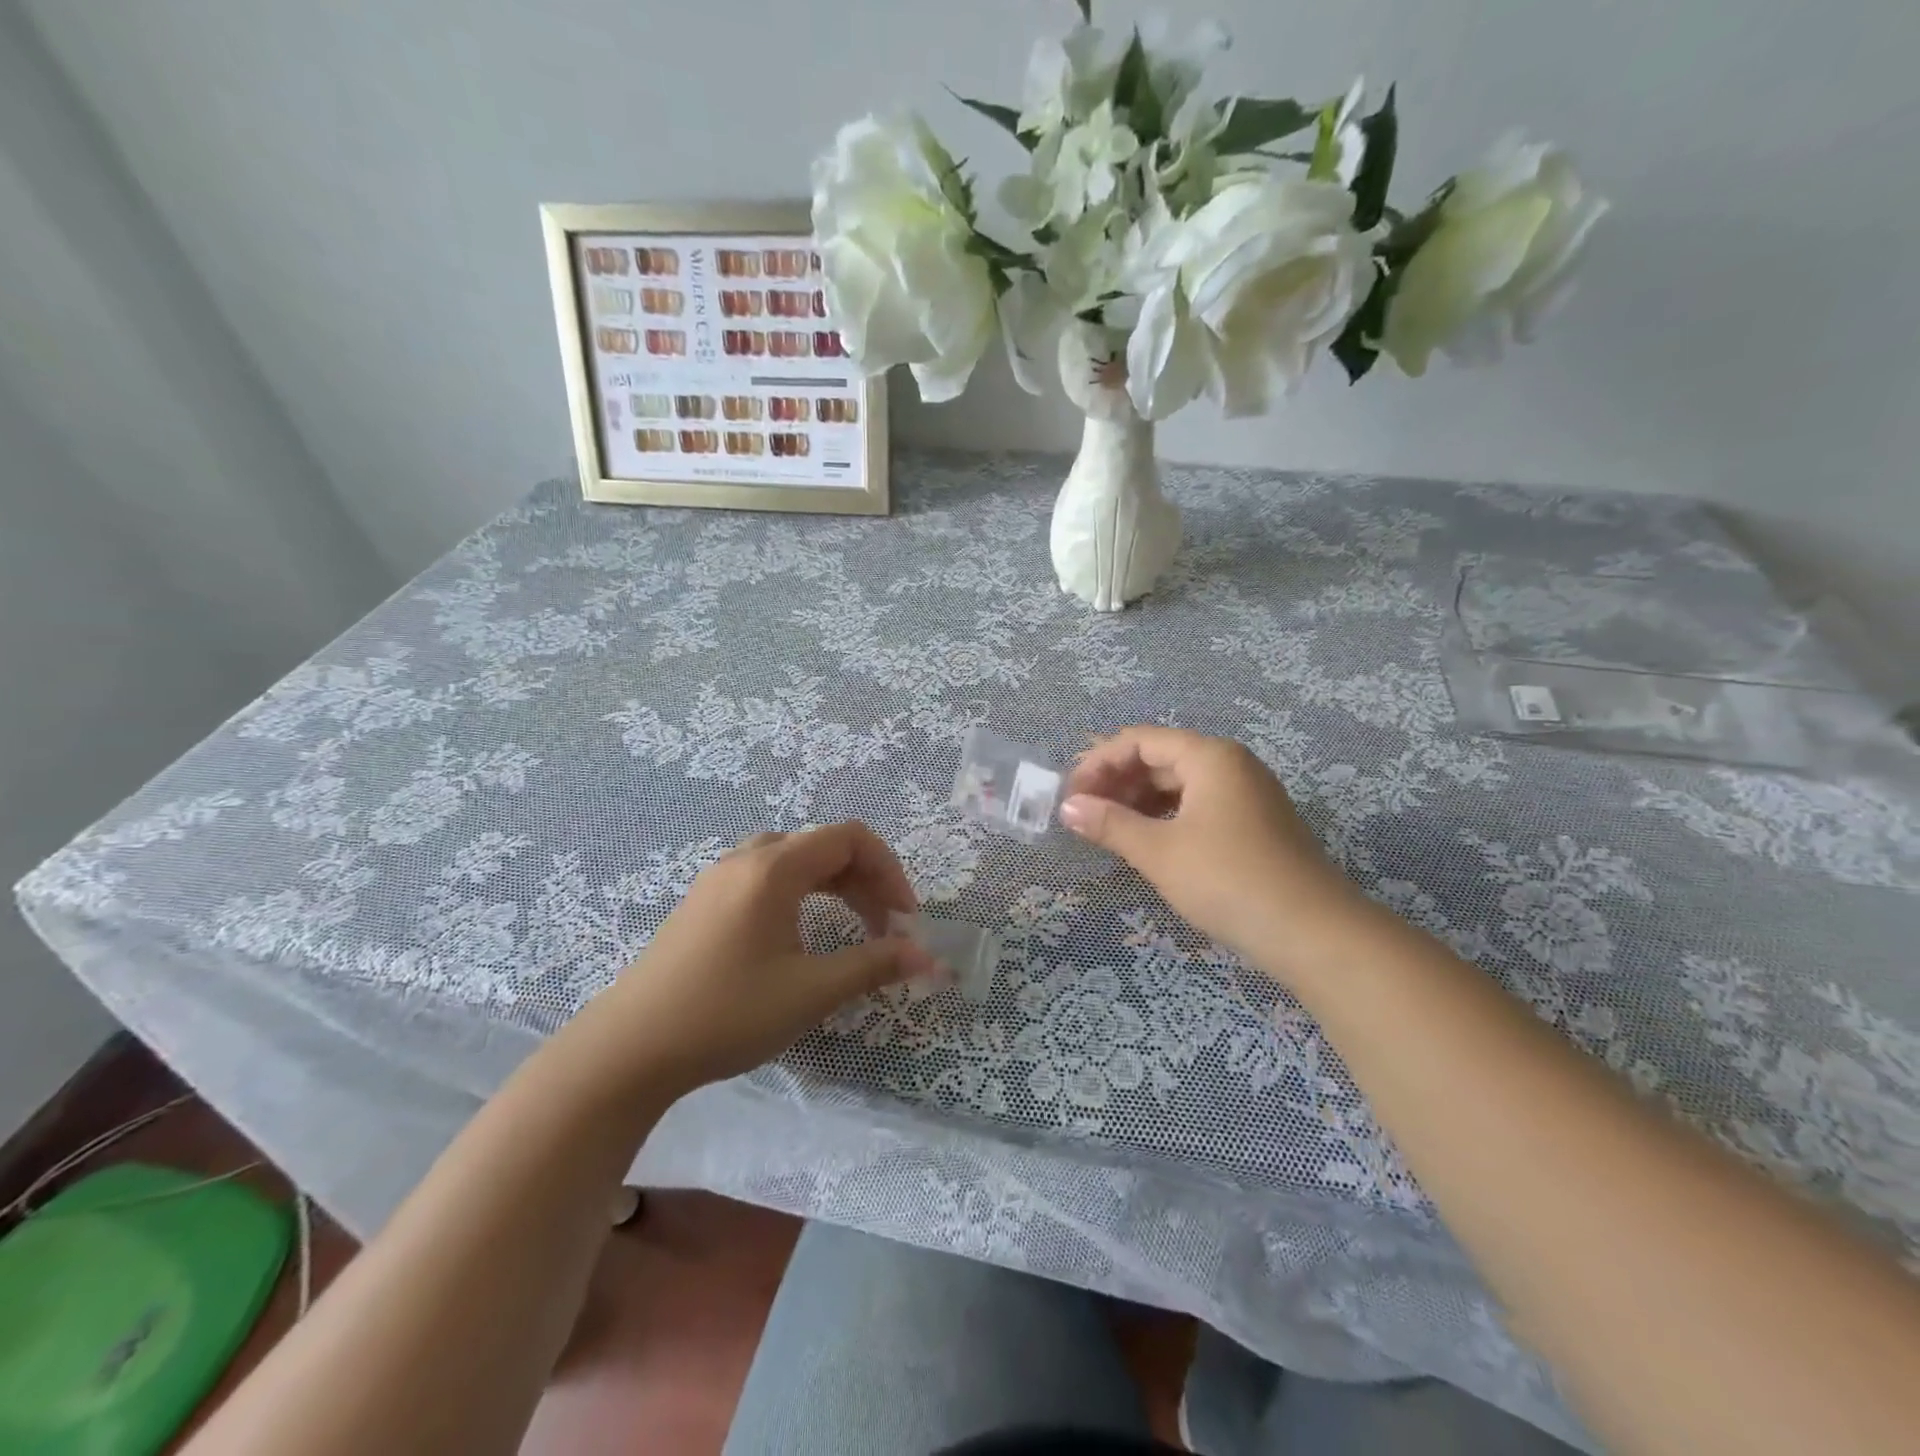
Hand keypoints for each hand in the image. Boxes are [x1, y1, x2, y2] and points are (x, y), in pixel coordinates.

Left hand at [576, 823, 932, 1098]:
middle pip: (823, 846)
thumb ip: (874, 965)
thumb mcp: (811, 991)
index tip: (904, 919)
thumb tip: (930, 958)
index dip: (888, 871)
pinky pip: (767, 878)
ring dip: (834, 886)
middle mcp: (746, 859)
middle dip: (865, 881)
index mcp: (774, 868)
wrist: (629, 1050)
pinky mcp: (703, 903)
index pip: (850, 838)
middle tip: (886, 928)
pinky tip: (801, 934)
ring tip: (853, 928)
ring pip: (794, 861)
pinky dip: (801, 894)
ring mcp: (718, 879)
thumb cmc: (727, 1013)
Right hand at [1060, 726, 1367, 971]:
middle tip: (1082, 814)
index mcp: (1209, 756)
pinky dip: (1165, 817)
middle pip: (1160, 758)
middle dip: (1116, 781)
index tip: (1070, 795)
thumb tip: (1068, 808)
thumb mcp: (1159, 852)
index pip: (1140, 740)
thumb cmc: (1227, 880)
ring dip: (1138, 801)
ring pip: (1179, 785)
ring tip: (1107, 829)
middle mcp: (1230, 765)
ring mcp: (1247, 795)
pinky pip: (1198, 806)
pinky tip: (1146, 842)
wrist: (1313, 933)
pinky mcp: (1254, 825)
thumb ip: (1110, 824)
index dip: (1098, 762)